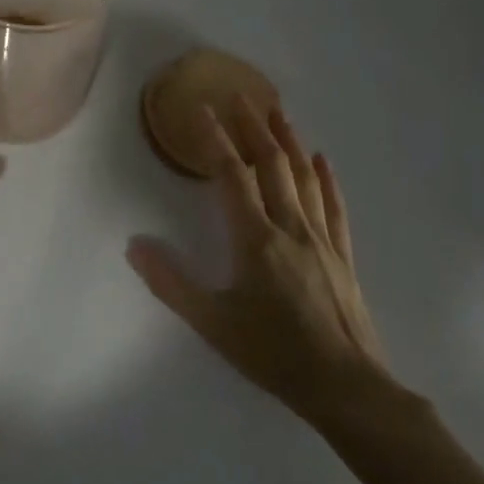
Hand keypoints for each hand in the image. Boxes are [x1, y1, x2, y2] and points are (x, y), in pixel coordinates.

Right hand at [127, 98, 398, 430]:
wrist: (348, 389)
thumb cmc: (274, 354)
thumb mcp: (213, 323)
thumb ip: (170, 282)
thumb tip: (134, 245)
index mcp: (256, 238)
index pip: (232, 175)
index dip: (216, 139)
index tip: (202, 109)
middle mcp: (290, 227)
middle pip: (273, 164)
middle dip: (254, 126)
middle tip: (241, 95)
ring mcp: (321, 240)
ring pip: (305, 178)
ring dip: (290, 141)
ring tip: (278, 112)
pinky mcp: (343, 256)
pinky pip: (334, 207)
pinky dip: (327, 179)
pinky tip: (323, 160)